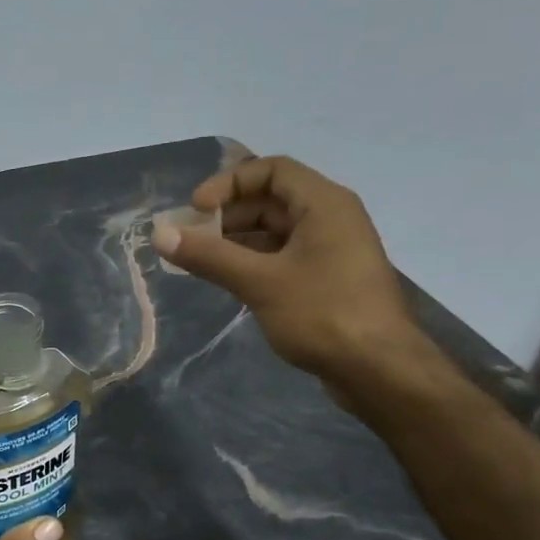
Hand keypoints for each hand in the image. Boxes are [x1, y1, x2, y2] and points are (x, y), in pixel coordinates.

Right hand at [152, 155, 437, 395]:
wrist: (379, 369)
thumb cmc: (323, 314)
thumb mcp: (259, 282)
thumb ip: (209, 256)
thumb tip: (160, 234)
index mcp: (324, 204)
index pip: (271, 170)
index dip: (229, 183)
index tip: (196, 210)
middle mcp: (331, 219)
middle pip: (271, 201)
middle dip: (227, 215)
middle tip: (190, 239)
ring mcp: (331, 252)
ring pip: (275, 233)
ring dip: (236, 242)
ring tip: (199, 261)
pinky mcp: (327, 281)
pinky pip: (283, 258)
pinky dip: (253, 263)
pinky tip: (227, 281)